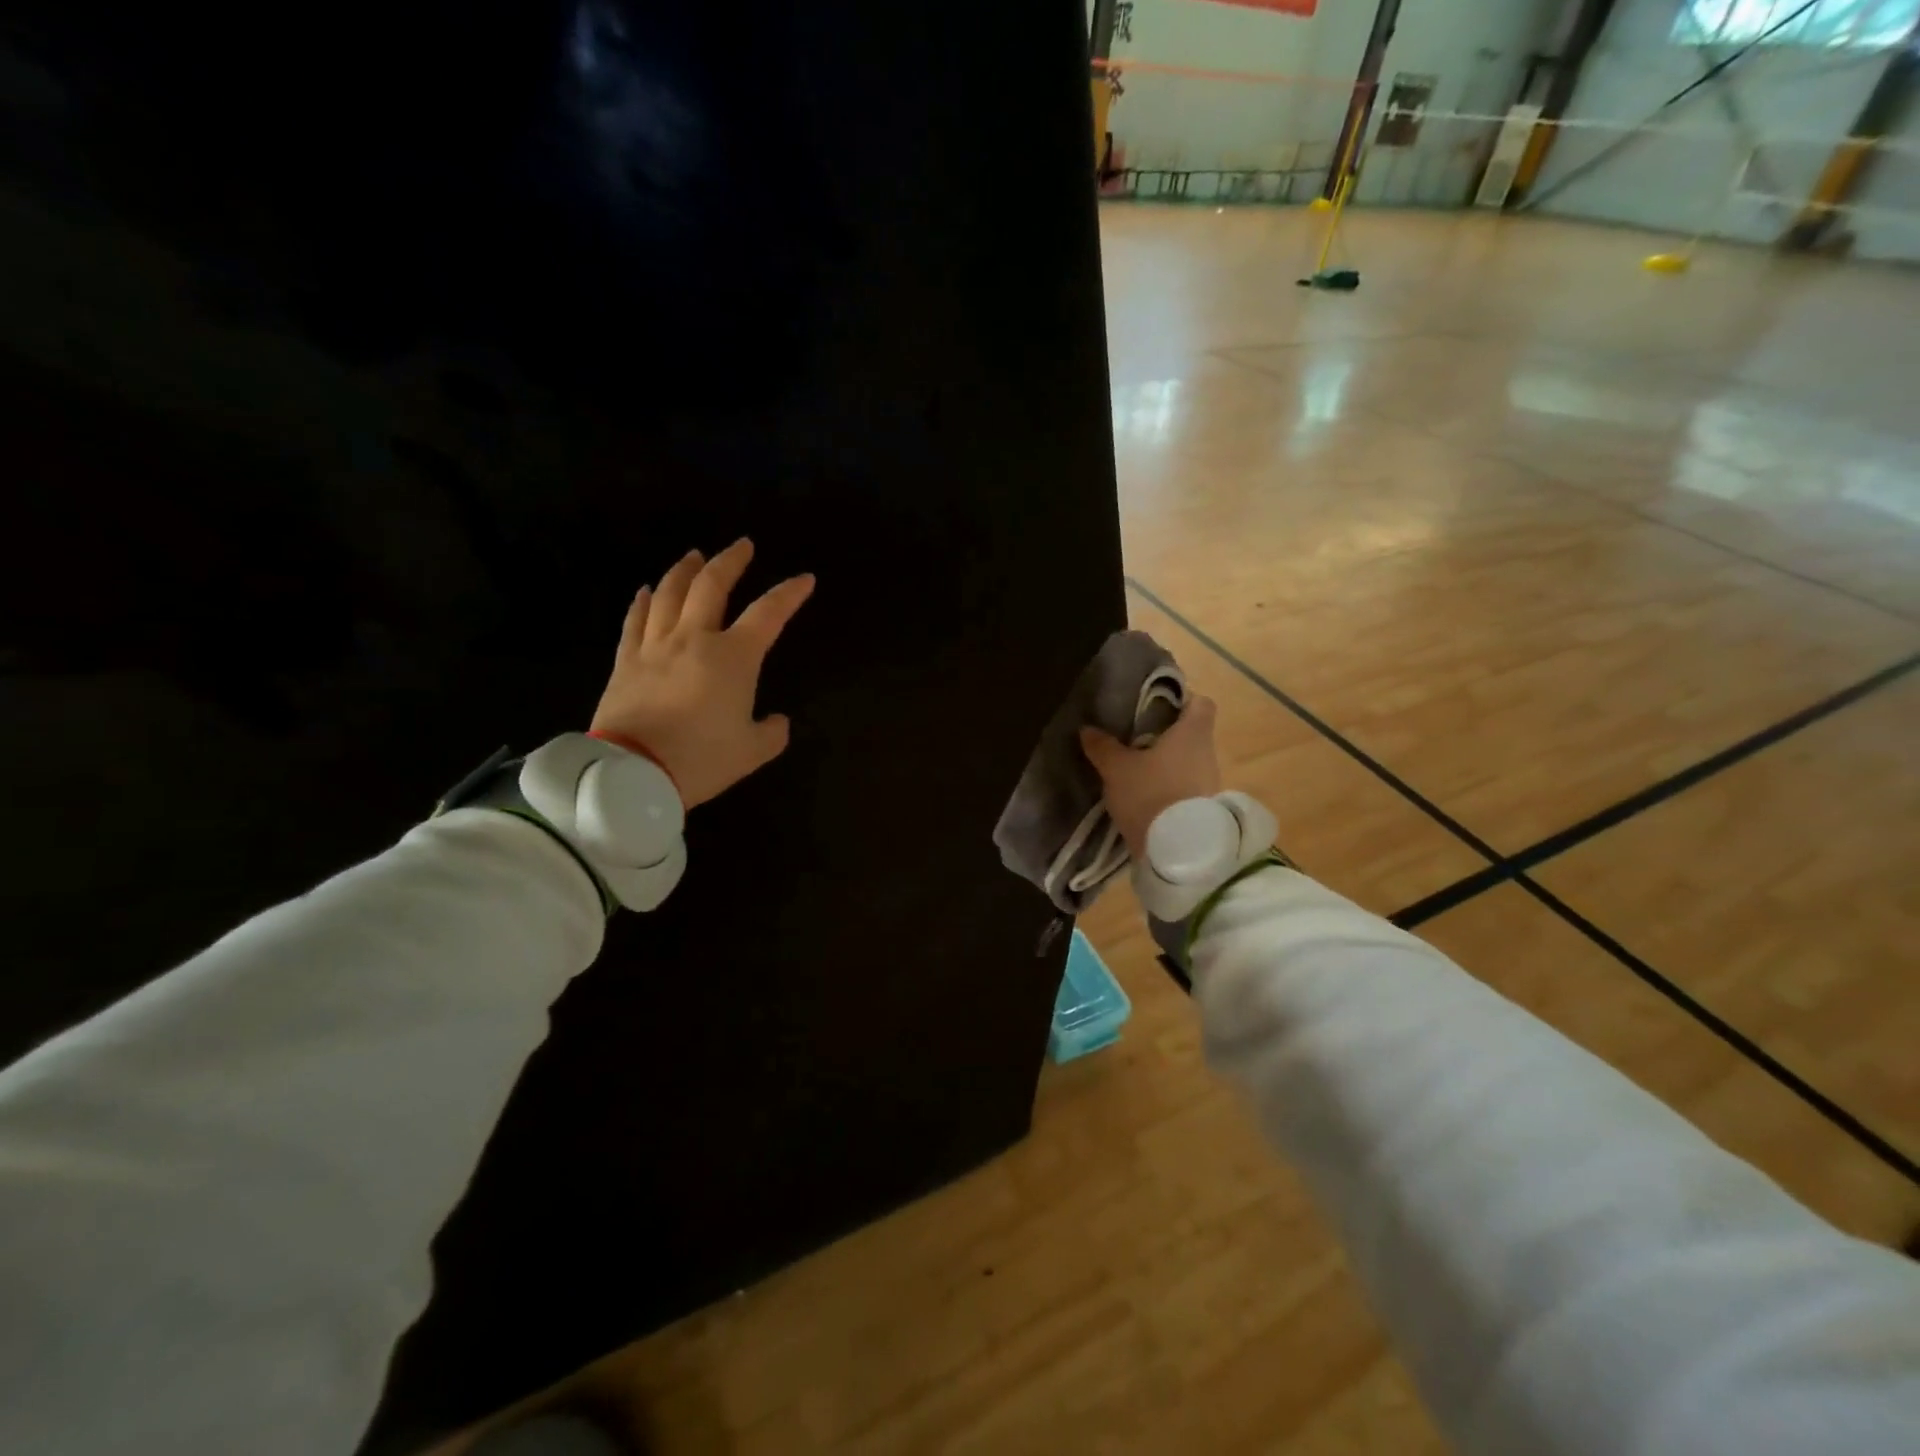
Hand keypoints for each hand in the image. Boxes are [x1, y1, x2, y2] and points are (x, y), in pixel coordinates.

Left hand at [591, 539, 814, 808]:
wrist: (634, 773)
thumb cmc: (701, 759)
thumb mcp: (752, 752)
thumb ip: (772, 732)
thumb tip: (778, 721)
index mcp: (733, 657)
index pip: (768, 614)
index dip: (789, 594)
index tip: (804, 579)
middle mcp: (694, 639)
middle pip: (712, 586)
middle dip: (731, 562)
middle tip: (742, 546)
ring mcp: (655, 646)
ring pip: (669, 594)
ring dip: (685, 570)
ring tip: (695, 556)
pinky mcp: (626, 661)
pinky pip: (635, 621)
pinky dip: (643, 601)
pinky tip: (646, 590)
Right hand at [1079, 695, 1220, 857]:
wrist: (1177, 852)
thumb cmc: (1150, 794)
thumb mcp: (1117, 769)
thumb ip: (1103, 746)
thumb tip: (1087, 728)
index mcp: (1193, 733)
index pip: (1201, 702)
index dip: (1182, 700)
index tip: (1156, 706)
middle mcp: (1208, 753)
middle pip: (1191, 734)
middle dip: (1165, 735)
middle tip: (1134, 738)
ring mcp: (1209, 783)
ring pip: (1187, 762)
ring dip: (1166, 764)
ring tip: (1135, 769)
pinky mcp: (1203, 809)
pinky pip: (1185, 787)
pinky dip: (1168, 787)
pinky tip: (1144, 795)